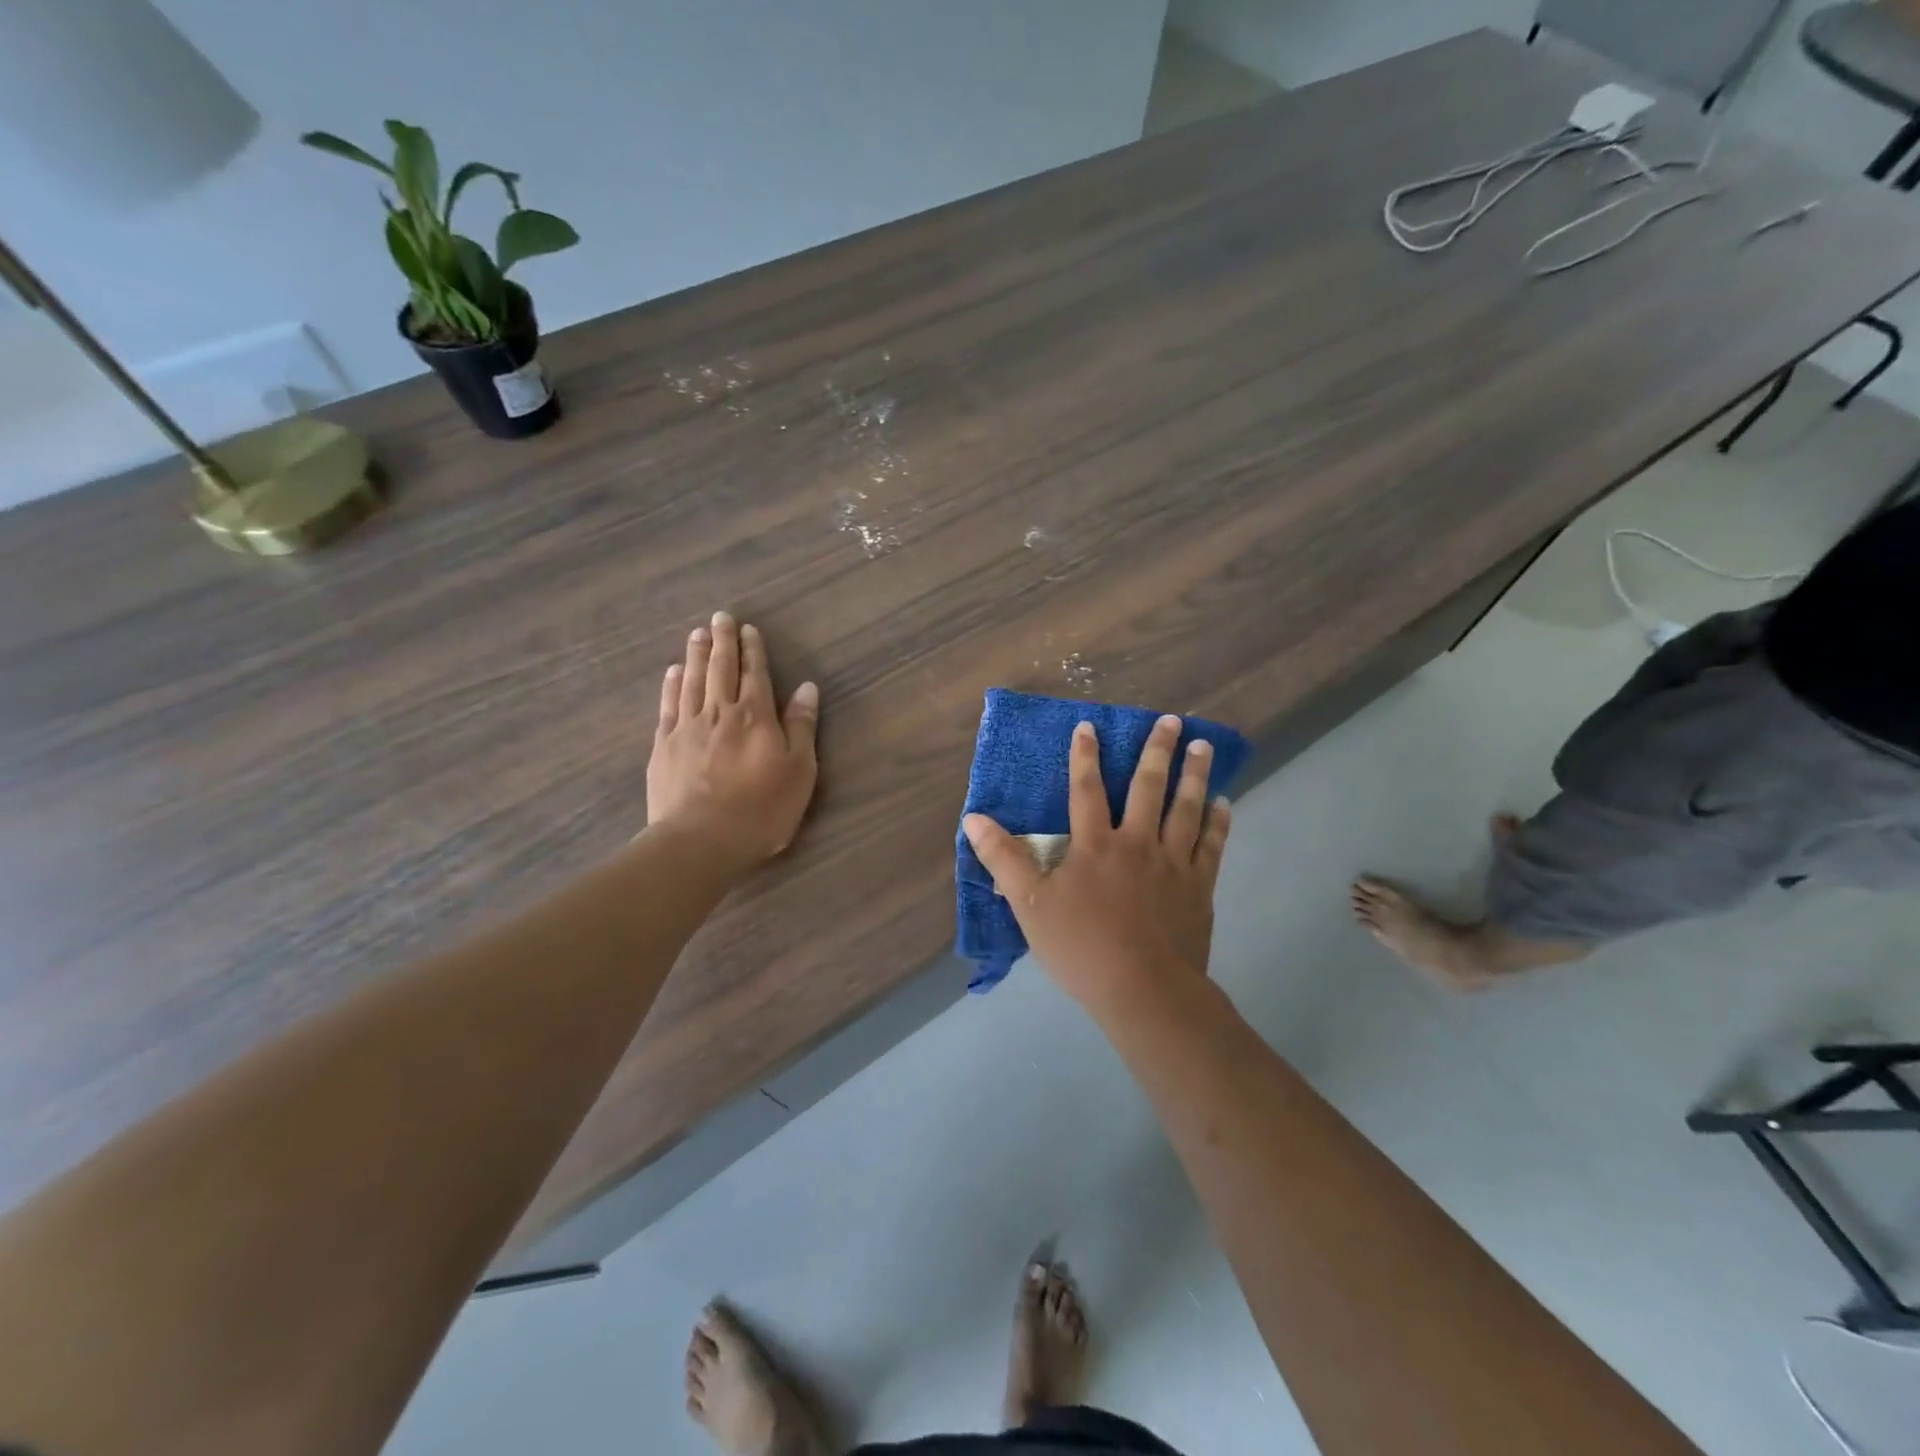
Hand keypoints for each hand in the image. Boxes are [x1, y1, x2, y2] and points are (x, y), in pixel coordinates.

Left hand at [647, 611, 819, 867]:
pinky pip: (668, 705)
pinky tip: (673, 672)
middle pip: (721, 669)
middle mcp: (720, 712)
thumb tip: (806, 687)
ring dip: (696, 655)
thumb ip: (801, 727)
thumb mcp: (799, 771)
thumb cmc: (761, 809)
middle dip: (723, 641)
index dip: (753, 650)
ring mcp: (687, 727)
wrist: (700, 840)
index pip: (756, 674)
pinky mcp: (664, 746)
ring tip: (697, 634)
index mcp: (756, 716)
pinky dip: (672, 685)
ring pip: (693, 681)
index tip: (748, 629)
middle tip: (720, 617)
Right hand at [963, 715, 1230, 1013]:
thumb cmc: (1081, 947)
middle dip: (1157, 751)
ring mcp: (1173, 863)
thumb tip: (974, 819)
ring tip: (1204, 746)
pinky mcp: (1198, 887)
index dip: (1084, 756)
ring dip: (1195, 774)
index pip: (1085, 790)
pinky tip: (1225, 803)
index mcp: (1095, 845)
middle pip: (1148, 788)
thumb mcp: (1030, 904)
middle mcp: (1137, 843)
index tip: (1089, 726)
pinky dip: (1219, 822)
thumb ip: (1003, 859)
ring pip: (1186, 808)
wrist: (1143, 989)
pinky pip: (1211, 845)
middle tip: (1170, 721)